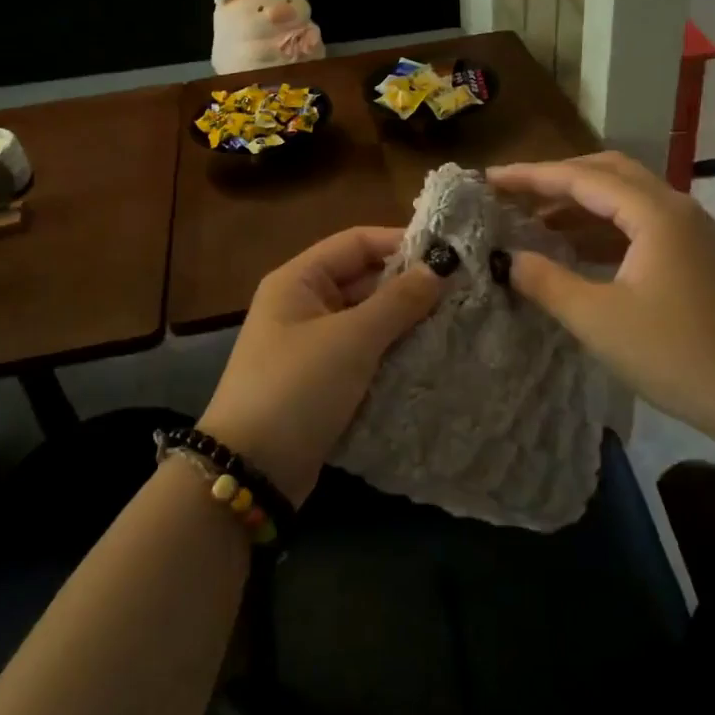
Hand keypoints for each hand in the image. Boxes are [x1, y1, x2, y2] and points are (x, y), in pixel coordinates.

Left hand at [199, 227, 448, 504]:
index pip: (356, 242)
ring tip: (456, 322)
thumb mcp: (352, 339)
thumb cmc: (298, 387)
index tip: (449, 253)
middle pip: (363, 280)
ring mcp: (312, 346)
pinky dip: (393, 354)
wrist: (252, 472)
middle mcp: (303, 305)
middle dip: (409, 286)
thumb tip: (439, 267)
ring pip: (368, 320)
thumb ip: (398, 301)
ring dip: (405, 323)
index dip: (401, 242)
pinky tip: (430, 358)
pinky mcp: (322, 382)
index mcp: (298, 280)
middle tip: (462, 292)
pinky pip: (364, 355)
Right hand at [488, 153, 714, 435]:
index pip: (581, 177)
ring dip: (580, 203)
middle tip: (513, 194)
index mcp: (655, 213)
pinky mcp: (696, 256)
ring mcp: (691, 232)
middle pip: (607, 173)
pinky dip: (602, 228)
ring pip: (625, 198)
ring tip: (534, 221)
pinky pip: (639, 224)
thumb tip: (508, 258)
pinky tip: (575, 250)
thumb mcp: (599, 320)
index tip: (489, 178)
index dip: (531, 175)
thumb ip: (547, 282)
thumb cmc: (678, 355)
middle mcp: (676, 208)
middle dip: (556, 179)